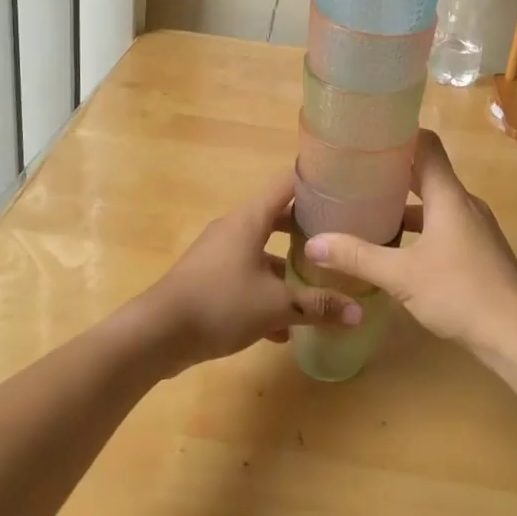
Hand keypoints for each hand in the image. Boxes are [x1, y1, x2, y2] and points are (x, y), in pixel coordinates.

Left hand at [134, 170, 363, 369]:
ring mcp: (219, 254)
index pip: (286, 184)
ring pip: (262, 252)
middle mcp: (234, 229)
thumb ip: (318, 306)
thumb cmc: (220, 303)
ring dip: (287, 269)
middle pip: (277, 218)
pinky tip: (284, 328)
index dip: (314, 182)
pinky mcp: (209, 280)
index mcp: (250, 219)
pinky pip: (246, 278)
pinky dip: (266, 293)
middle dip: (307, 231)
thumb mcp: (275, 306)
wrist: (157, 334)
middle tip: (339, 241)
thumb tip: (359, 313)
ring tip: (319, 286)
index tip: (343, 189)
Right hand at [303, 130, 516, 363]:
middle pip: (428, 172)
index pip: (427, 145)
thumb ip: (357, 257)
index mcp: (449, 196)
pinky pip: (443, 224)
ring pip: (435, 202)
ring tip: (368, 208)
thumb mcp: (401, 276)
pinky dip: (419, 227)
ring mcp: (475, 228)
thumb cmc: (461, 293)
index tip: (368, 135)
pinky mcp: (479, 251)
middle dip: (393, 170)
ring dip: (405, 202)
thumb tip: (313, 243)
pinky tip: (396, 247)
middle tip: (355, 171)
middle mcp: (464, 203)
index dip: (399, 134)